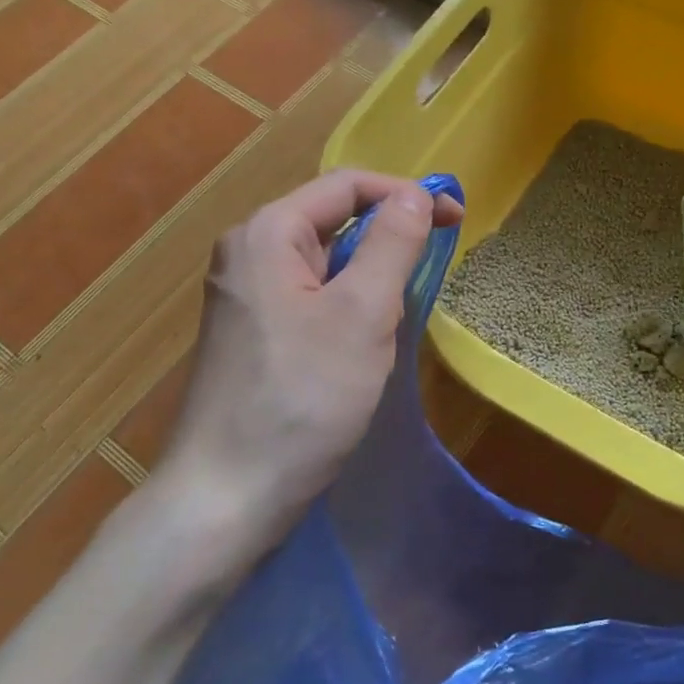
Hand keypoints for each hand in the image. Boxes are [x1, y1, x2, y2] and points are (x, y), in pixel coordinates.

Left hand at [149, 171, 462, 559]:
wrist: (226, 497)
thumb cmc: (302, 397)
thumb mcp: (363, 313)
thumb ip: (392, 243)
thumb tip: (416, 194)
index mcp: (267, 233)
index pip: (347, 186)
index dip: (406, 194)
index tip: (457, 220)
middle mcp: (247, 253)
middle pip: (333, 221)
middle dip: (388, 240)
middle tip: (429, 276)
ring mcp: (244, 296)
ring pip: (325, 264)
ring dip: (370, 279)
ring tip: (394, 321)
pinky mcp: (251, 333)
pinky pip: (310, 298)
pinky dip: (347, 307)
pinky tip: (360, 348)